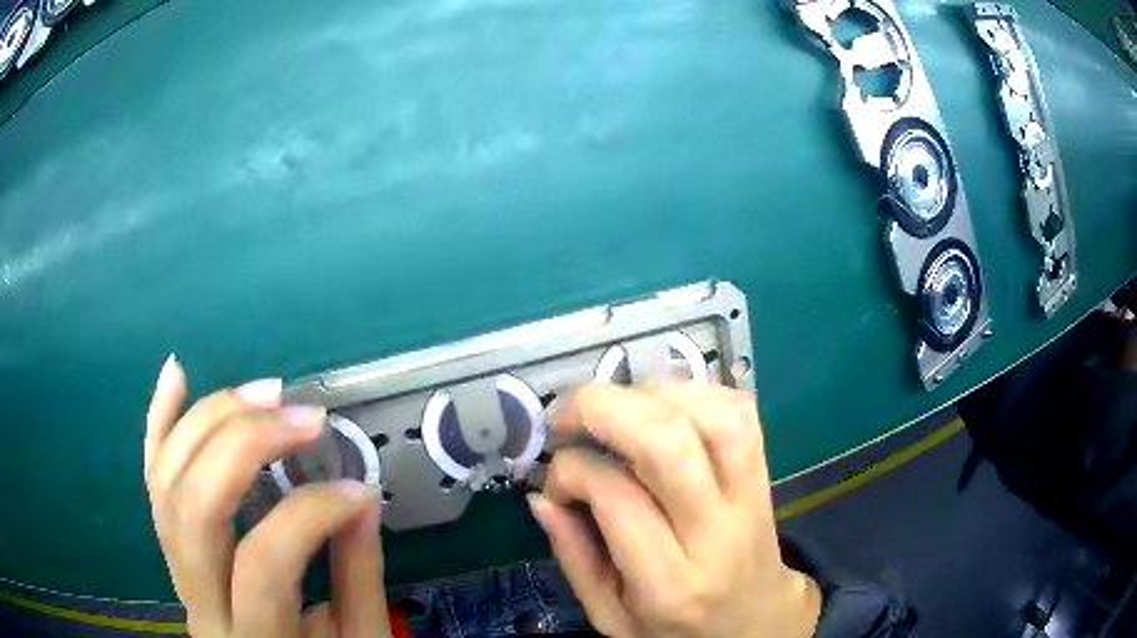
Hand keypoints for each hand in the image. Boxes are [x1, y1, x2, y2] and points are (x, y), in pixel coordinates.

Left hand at [144, 356, 392, 637]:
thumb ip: (358, 576)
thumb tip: (360, 497)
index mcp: (253, 636)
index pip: (264, 560)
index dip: (313, 512)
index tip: (360, 490)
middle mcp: (197, 599)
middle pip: (196, 506)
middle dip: (246, 445)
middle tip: (302, 415)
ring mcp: (174, 569)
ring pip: (168, 481)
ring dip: (211, 421)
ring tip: (264, 393)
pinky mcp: (170, 548)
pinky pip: (152, 479)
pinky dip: (160, 421)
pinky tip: (176, 374)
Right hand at [531, 384, 820, 637]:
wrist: (756, 625)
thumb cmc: (677, 630)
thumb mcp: (611, 619)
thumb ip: (574, 558)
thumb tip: (541, 496)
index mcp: (669, 584)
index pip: (617, 497)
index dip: (571, 470)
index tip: (555, 482)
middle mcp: (716, 535)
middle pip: (670, 443)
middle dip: (605, 408)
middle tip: (569, 415)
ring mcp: (751, 500)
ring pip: (715, 417)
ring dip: (656, 393)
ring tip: (620, 407)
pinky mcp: (766, 478)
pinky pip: (742, 415)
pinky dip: (698, 393)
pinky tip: (664, 406)